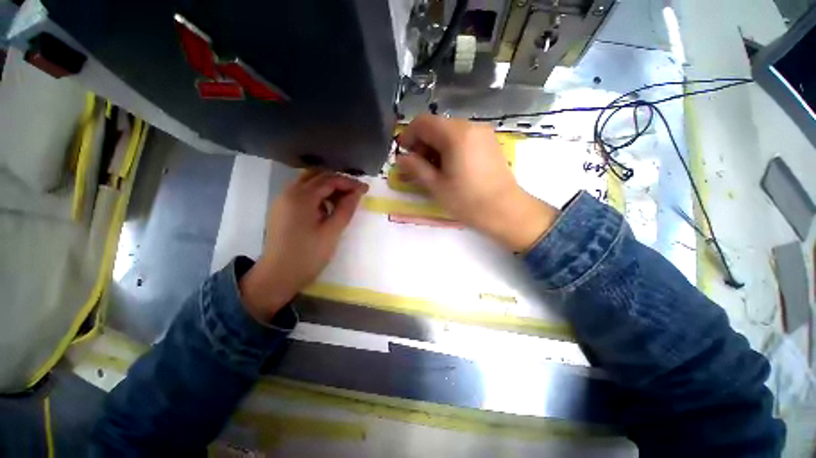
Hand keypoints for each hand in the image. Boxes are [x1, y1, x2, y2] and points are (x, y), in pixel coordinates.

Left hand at [239, 170, 367, 322]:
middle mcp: (289, 192)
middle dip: (338, 181)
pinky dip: (317, 195)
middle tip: (355, 192)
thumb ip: (346, 209)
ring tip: (344, 200)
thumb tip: (358, 192)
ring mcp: (282, 200)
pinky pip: (301, 193)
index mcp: (301, 197)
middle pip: (317, 176)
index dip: (349, 183)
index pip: (329, 180)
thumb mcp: (332, 232)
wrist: (278, 276)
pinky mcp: (281, 209)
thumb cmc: (308, 255)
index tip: (365, 189)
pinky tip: (327, 208)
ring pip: (308, 183)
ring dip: (327, 187)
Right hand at [396, 115, 557, 251]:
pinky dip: (450, 148)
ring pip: (449, 132)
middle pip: (437, 125)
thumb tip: (401, 158)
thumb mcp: (436, 186)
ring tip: (433, 169)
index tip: (403, 154)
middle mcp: (470, 126)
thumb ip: (416, 168)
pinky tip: (449, 167)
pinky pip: (463, 138)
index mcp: (455, 135)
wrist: (506, 210)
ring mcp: (482, 133)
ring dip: (435, 146)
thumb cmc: (467, 201)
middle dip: (422, 143)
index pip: (423, 122)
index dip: (408, 135)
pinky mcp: (489, 142)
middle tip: (417, 166)